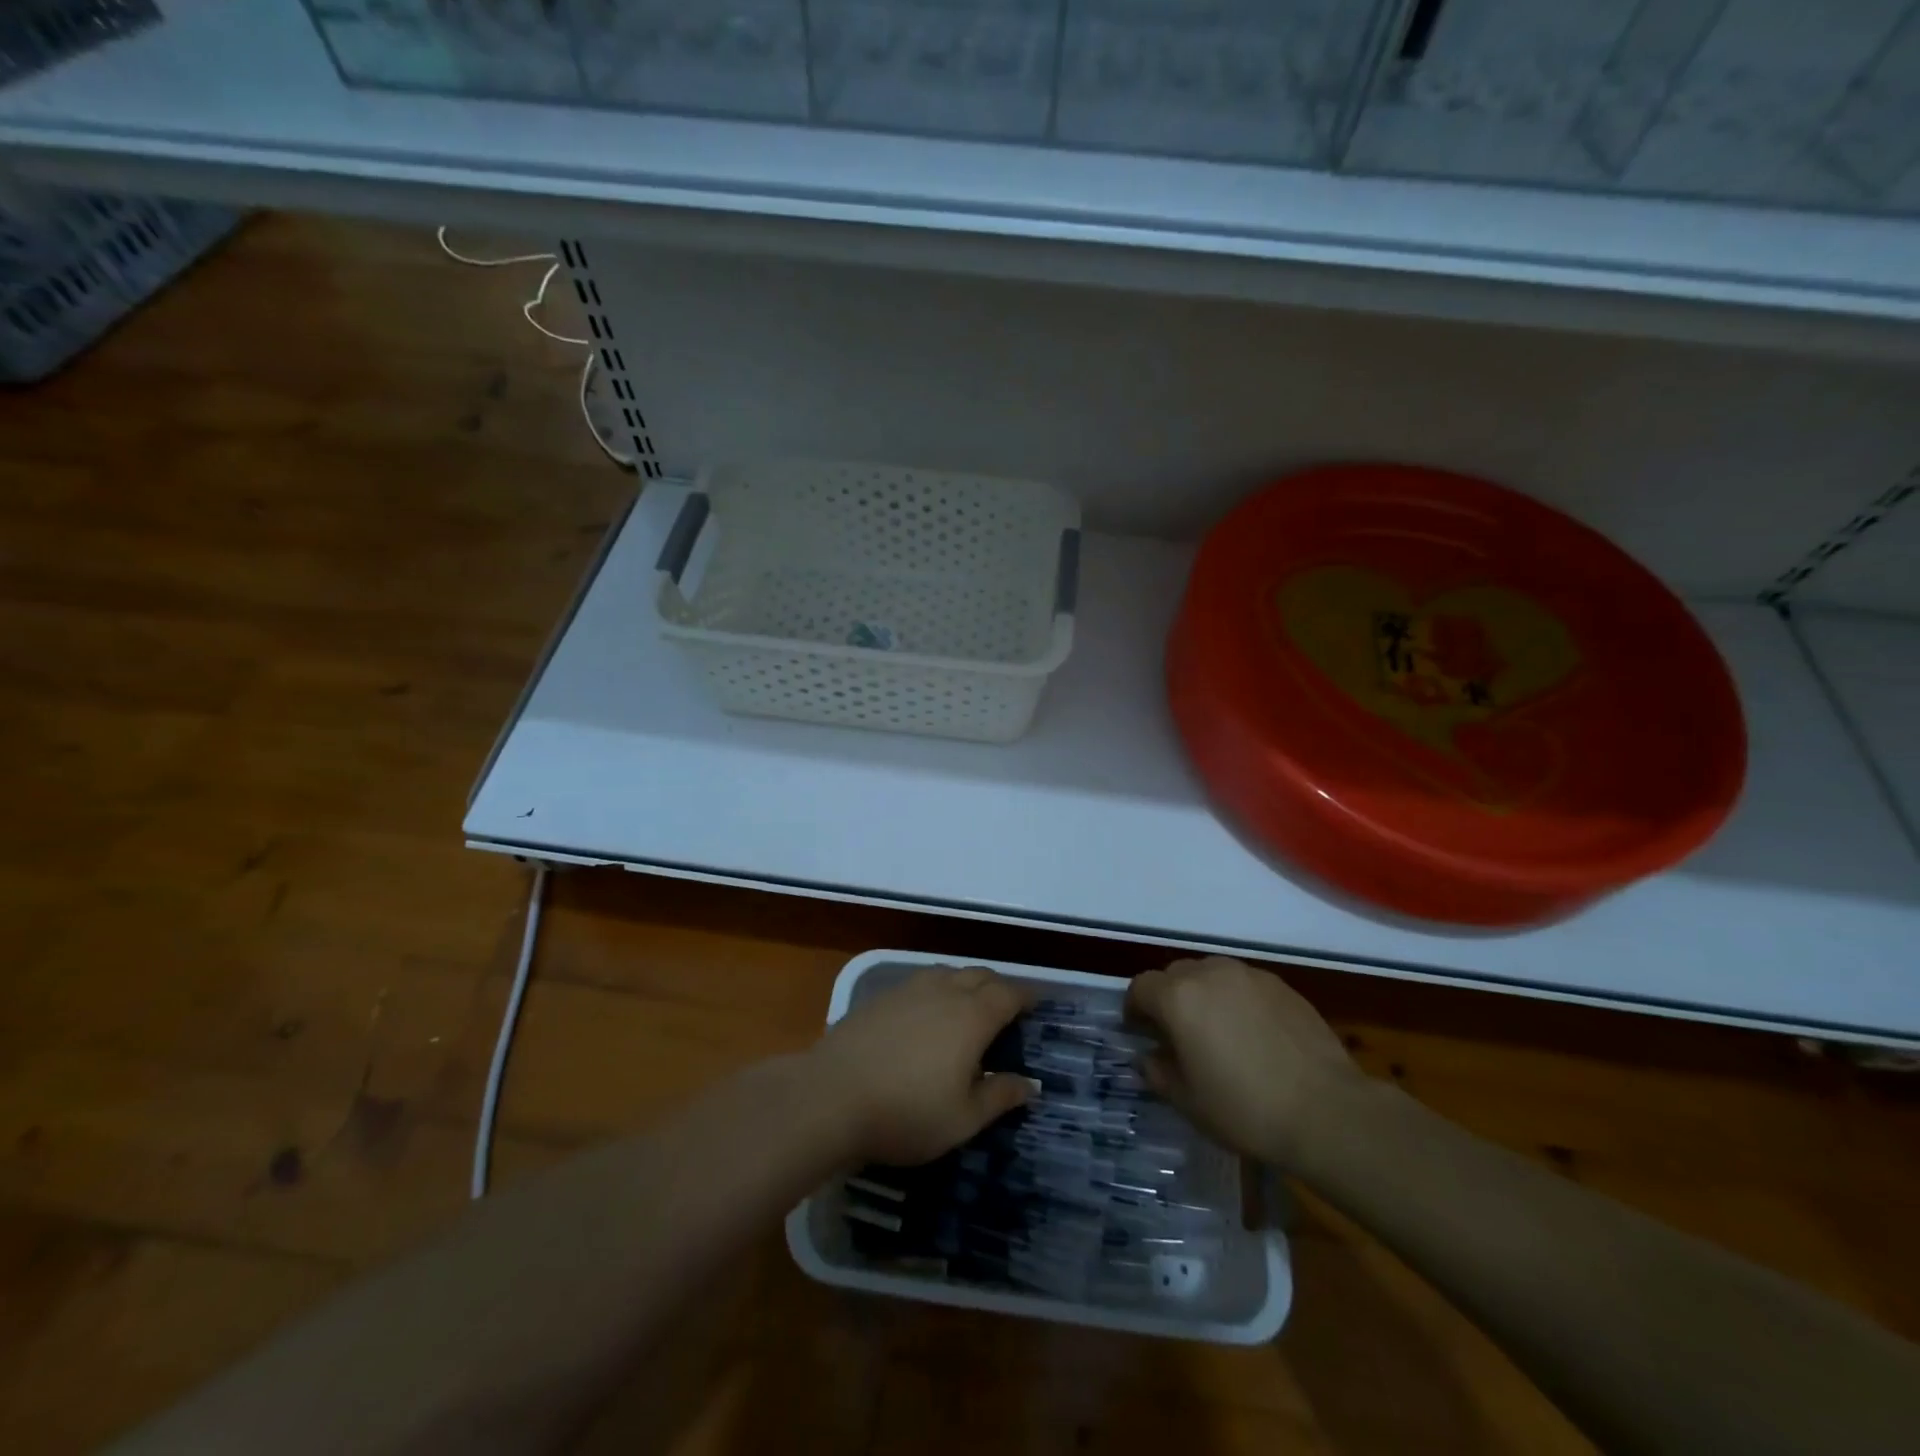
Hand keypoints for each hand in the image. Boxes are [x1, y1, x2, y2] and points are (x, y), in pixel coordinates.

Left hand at [808, 967, 1035, 1165]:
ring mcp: (909, 989)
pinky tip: (928, 1014)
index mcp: (972, 1016)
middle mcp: (944, 991)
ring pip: (949, 973)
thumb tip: (1031, 1083)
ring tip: (970, 1007)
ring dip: (967, 983)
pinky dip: (938, 990)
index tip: (1039, 1004)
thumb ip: (1000, 1096)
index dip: (1027, 996)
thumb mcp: (963, 1119)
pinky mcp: (880, 996)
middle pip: (980, 975)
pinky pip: (921, 982)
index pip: (1009, 994)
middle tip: (1008, 1009)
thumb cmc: (906, 1113)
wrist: (830, 1096)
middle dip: (999, 987)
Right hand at [1127, 956, 1361, 1166]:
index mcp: (1178, 997)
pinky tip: (1254, 1035)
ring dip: (1204, 995)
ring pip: (1212, 974)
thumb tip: (1149, 1058)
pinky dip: (1238, 1000)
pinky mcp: (1282, 986)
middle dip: (1169, 998)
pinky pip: (1245, 985)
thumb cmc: (1245, 1109)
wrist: (1327, 1111)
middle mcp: (1210, 974)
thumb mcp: (1189, 1102)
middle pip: (1176, 974)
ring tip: (1218, 1031)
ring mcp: (1249, 976)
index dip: (1135, 1008)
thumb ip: (1159, 1073)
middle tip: (1177, 1034)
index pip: (1141, 987)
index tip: (1139, 1032)